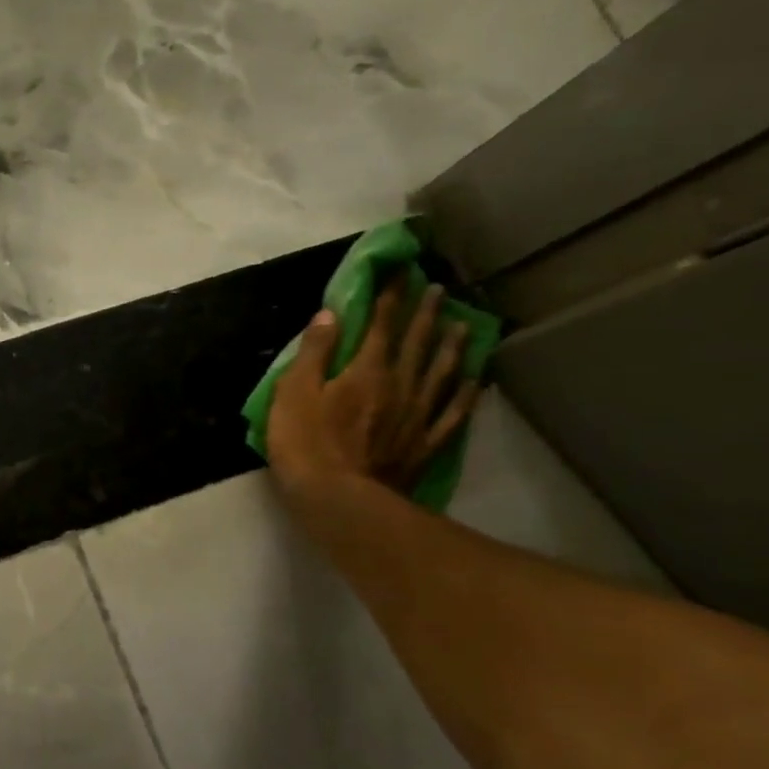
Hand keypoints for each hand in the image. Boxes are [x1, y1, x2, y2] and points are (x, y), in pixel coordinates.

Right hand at [267, 276, 480, 497]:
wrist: (339, 498)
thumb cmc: (305, 443)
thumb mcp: (293, 393)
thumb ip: (313, 353)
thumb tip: (329, 314)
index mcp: (366, 370)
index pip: (379, 324)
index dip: (389, 296)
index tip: (400, 271)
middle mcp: (401, 384)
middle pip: (417, 342)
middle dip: (426, 312)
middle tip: (437, 289)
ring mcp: (418, 414)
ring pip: (443, 371)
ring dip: (452, 345)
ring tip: (463, 325)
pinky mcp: (426, 442)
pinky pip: (453, 412)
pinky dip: (466, 393)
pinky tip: (475, 380)